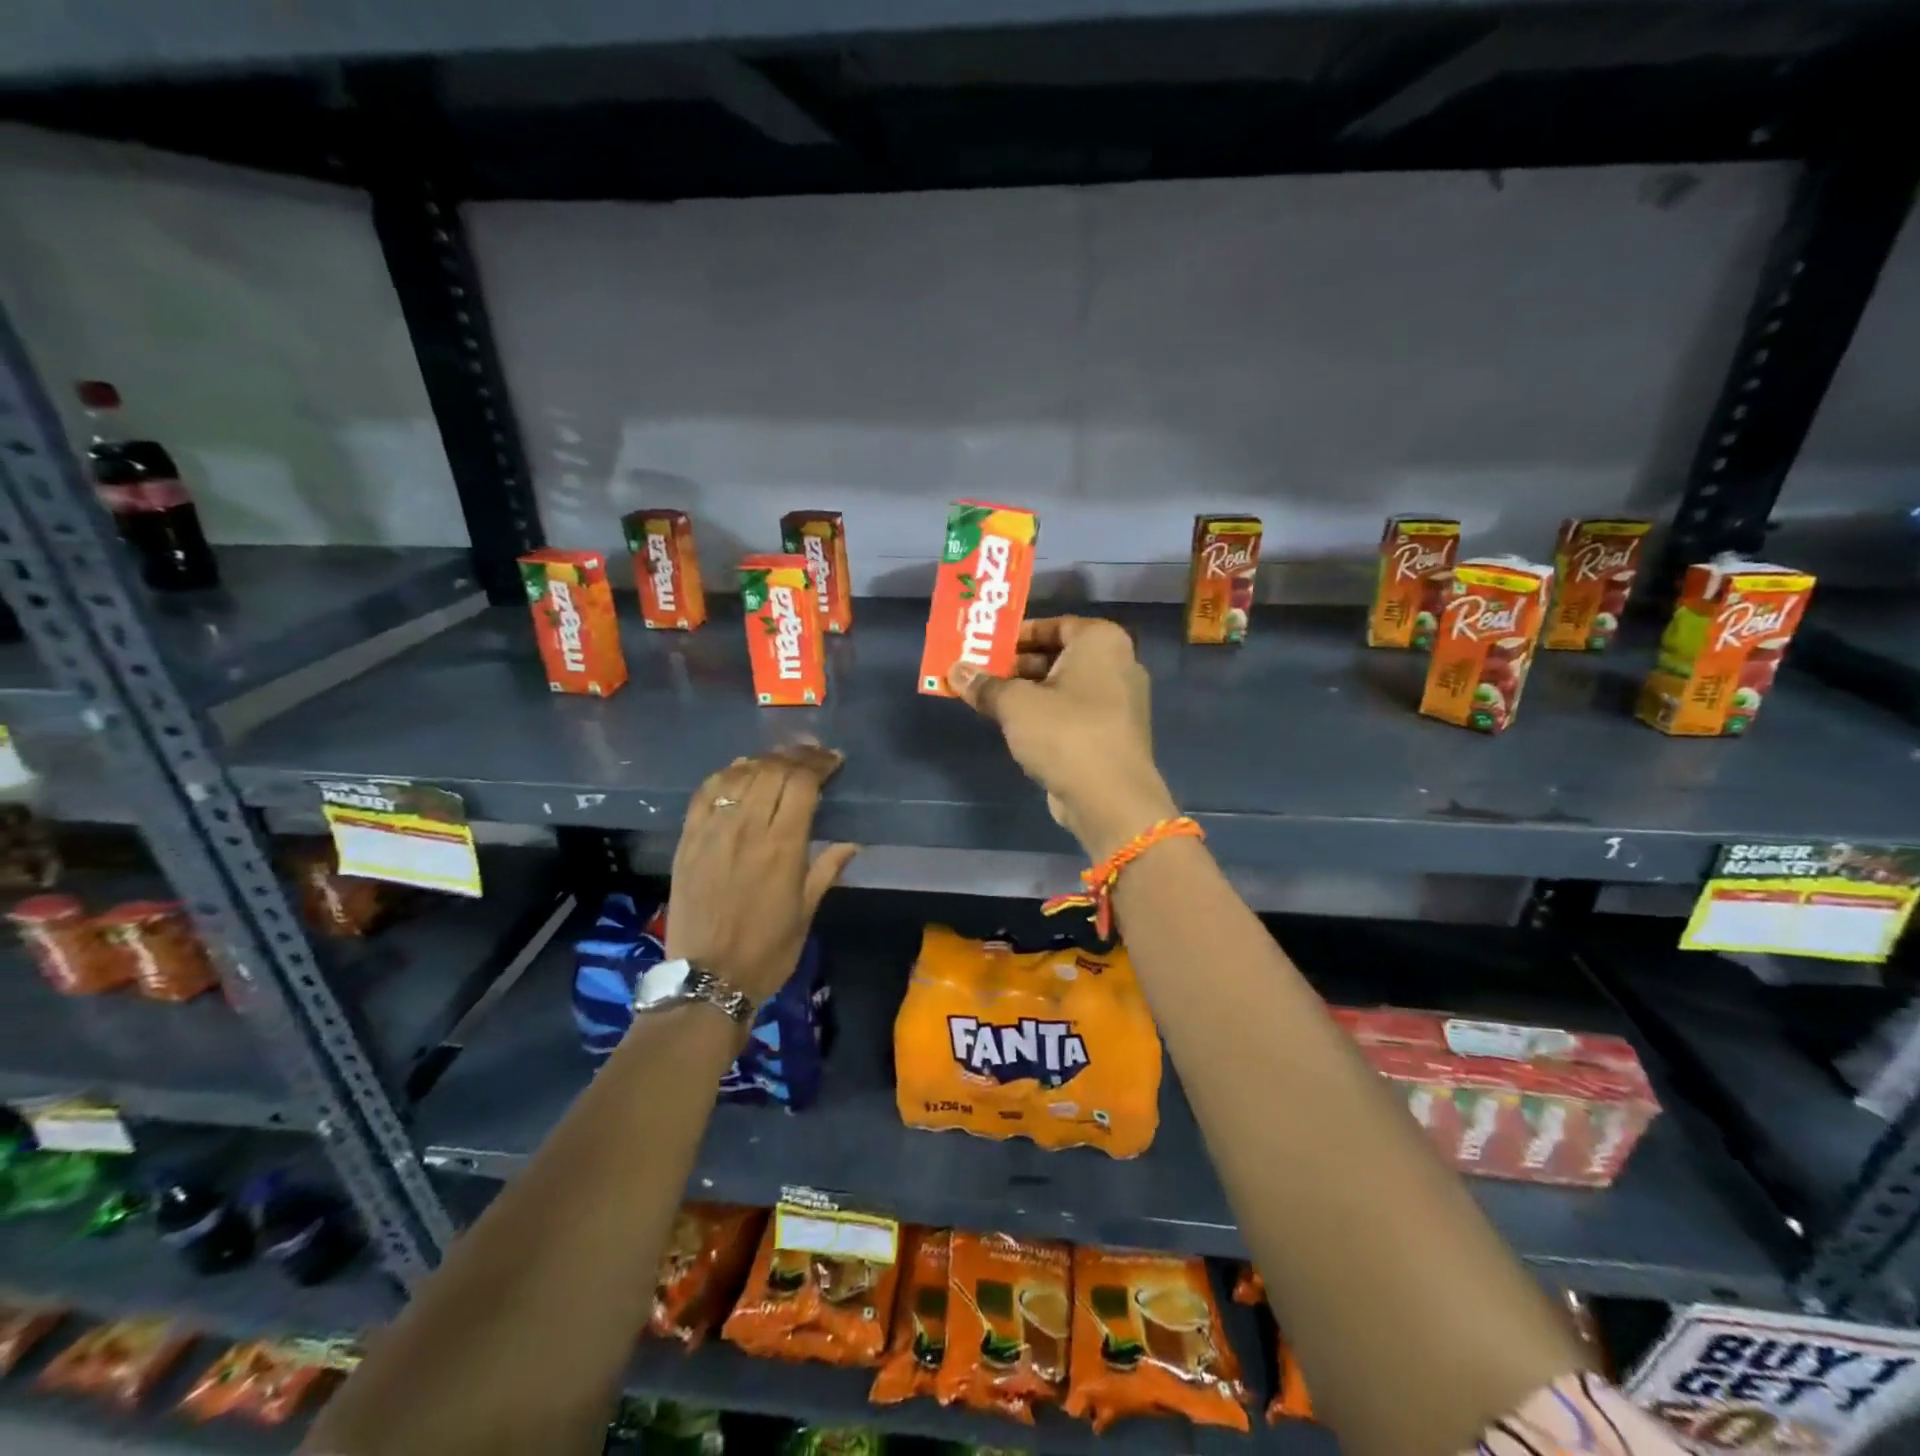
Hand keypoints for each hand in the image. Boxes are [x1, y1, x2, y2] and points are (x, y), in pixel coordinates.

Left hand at [665, 745, 858, 1004]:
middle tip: (812, 753)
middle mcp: (747, 829)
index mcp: (783, 847)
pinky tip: (738, 772)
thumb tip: (851, 844)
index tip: (833, 760)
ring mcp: (713, 832)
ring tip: (779, 759)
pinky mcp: (688, 840)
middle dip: (796, 755)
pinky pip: (705, 793)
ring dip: (763, 760)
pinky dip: (725, 775)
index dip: (819, 764)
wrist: (708, 978)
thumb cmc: (768, 950)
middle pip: (772, 771)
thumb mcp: (806, 911)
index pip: (802, 783)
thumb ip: (826, 870)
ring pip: (739, 775)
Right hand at [948, 617, 1176, 858]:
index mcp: (1102, 642)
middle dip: (1018, 666)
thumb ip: (985, 685)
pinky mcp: (1113, 736)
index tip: (988, 646)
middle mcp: (1119, 665)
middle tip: (981, 674)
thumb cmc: (1065, 733)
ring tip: (990, 701)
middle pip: (1060, 656)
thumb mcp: (1015, 704)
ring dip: (1029, 693)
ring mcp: (1120, 703)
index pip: (1056, 624)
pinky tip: (1016, 729)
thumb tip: (955, 670)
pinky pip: (1074, 714)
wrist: (1110, 798)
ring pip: (1065, 688)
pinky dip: (1047, 716)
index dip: (1019, 634)